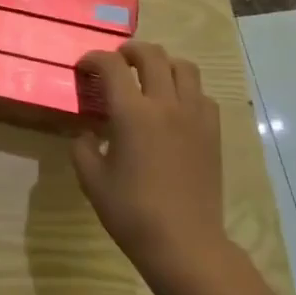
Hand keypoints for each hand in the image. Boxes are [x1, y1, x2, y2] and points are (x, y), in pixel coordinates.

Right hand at [72, 42, 230, 288]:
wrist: (185, 243)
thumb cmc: (132, 212)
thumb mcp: (92, 180)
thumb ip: (83, 146)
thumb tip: (88, 132)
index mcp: (132, 113)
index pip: (111, 65)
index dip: (93, 59)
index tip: (84, 68)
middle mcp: (165, 104)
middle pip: (152, 55)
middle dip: (129, 50)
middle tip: (117, 61)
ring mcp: (194, 116)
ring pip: (184, 67)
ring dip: (163, 64)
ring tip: (149, 76)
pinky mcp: (212, 132)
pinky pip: (202, 95)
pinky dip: (186, 89)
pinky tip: (175, 106)